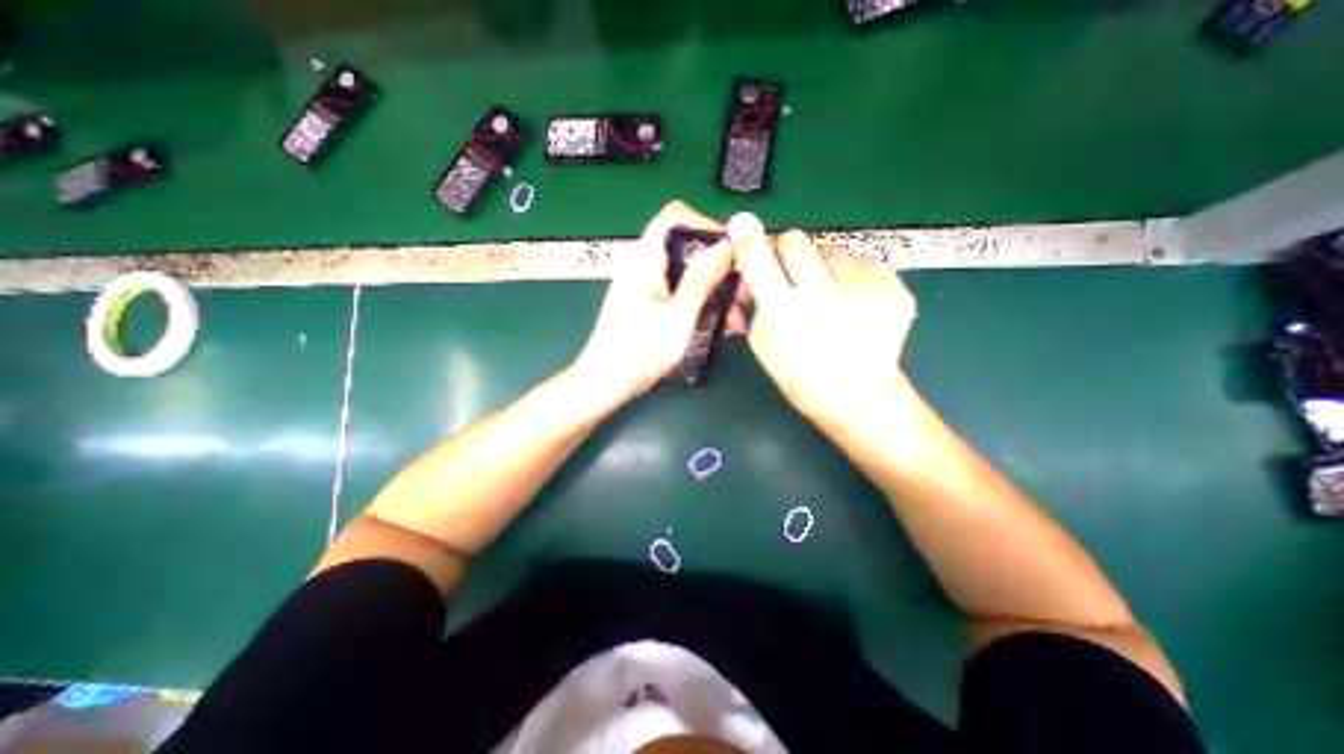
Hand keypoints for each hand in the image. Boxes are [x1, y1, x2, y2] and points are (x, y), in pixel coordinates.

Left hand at [567, 199, 734, 400]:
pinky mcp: (645, 303)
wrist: (604, 383)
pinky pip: (676, 291)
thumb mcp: (678, 316)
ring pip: (684, 273)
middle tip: (740, 293)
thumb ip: (701, 279)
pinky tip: (715, 324)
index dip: (706, 225)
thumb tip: (724, 246)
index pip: (675, 216)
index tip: (731, 250)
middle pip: (684, 247)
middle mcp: (642, 265)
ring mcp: (642, 285)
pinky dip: (696, 302)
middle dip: (717, 267)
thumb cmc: (638, 352)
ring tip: (733, 318)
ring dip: (711, 290)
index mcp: (644, 259)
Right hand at [732, 212, 919, 429]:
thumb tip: (750, 274)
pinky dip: (853, 279)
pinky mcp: (894, 287)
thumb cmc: (801, 376)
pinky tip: (856, 306)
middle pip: (795, 240)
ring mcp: (863, 290)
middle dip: (786, 253)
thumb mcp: (762, 346)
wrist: (859, 397)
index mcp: (785, 314)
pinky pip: (862, 263)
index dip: (748, 240)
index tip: (742, 224)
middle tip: (792, 276)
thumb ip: (755, 305)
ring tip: (832, 300)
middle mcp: (823, 296)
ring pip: (830, 250)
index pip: (759, 261)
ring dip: (823, 270)